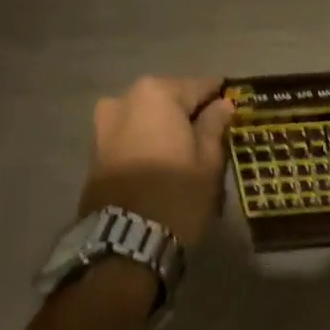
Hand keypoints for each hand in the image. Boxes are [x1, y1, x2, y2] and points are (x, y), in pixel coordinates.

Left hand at [79, 76, 234, 248]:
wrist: (124, 243)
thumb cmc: (176, 193)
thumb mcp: (208, 160)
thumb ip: (214, 125)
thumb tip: (221, 105)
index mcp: (157, 94)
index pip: (200, 86)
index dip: (220, 98)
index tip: (234, 108)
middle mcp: (125, 99)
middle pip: (170, 99)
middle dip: (189, 113)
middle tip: (211, 134)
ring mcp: (104, 124)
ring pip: (147, 117)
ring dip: (165, 128)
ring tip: (186, 151)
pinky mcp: (94, 150)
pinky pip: (131, 134)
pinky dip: (147, 141)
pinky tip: (163, 160)